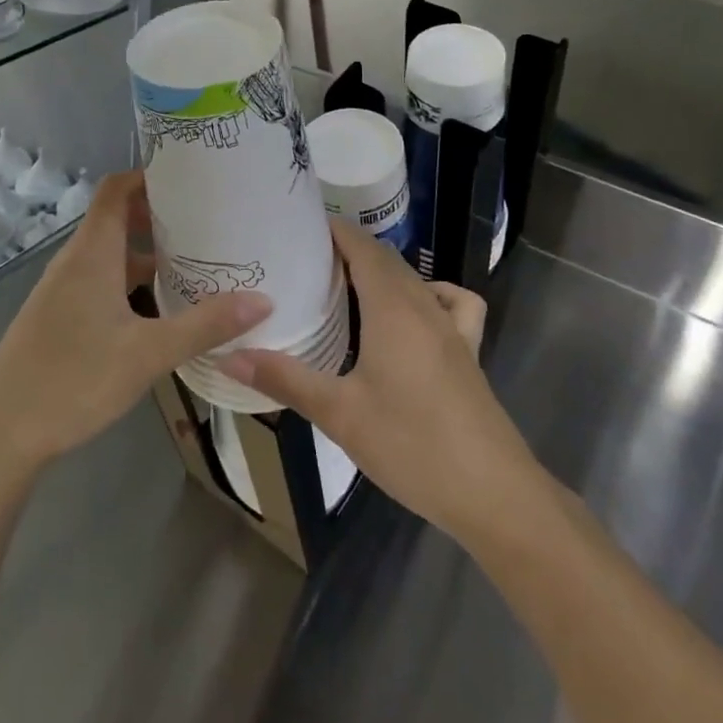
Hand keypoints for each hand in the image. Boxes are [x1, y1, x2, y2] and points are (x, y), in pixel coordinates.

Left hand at [0, 171, 270, 474]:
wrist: (1, 433)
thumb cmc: (74, 380)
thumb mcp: (148, 354)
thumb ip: (204, 325)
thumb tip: (262, 300)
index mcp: (91, 253)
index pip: (116, 188)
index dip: (149, 174)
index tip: (191, 177)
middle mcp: (74, 261)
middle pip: (117, 218)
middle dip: (160, 215)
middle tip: (208, 221)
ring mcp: (62, 289)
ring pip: (110, 254)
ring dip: (147, 252)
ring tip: (195, 261)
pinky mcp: (58, 315)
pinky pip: (100, 280)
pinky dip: (130, 280)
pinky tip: (160, 308)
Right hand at [219, 219, 545, 546]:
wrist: (494, 495)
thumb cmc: (412, 446)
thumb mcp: (340, 415)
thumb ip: (285, 380)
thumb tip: (228, 357)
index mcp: (393, 309)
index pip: (363, 246)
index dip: (334, 230)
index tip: (298, 227)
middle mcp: (425, 307)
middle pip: (386, 259)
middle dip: (349, 249)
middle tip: (304, 259)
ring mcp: (452, 329)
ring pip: (415, 279)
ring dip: (382, 271)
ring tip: (347, 286)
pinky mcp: (468, 354)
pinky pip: (451, 304)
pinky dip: (430, 295)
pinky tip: (413, 318)